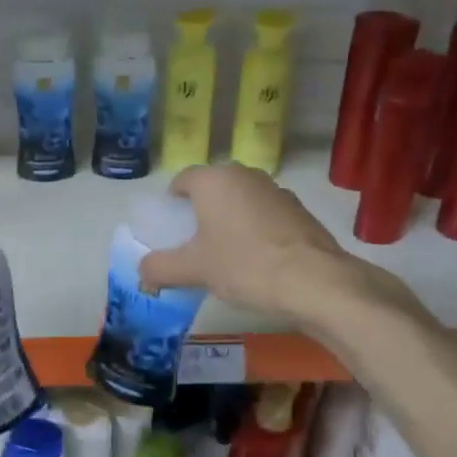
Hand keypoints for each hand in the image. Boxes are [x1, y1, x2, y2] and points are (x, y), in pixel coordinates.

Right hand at [139, 163, 418, 325]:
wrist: (314, 281)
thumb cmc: (244, 265)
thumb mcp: (193, 270)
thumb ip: (160, 267)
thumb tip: (142, 271)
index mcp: (213, 179)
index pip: (182, 181)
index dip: (172, 204)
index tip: (171, 231)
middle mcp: (244, 174)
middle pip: (212, 189)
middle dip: (201, 212)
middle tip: (195, 245)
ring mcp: (276, 190)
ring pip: (240, 201)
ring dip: (230, 220)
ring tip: (227, 255)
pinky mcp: (299, 210)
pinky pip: (265, 215)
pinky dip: (256, 230)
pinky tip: (258, 261)